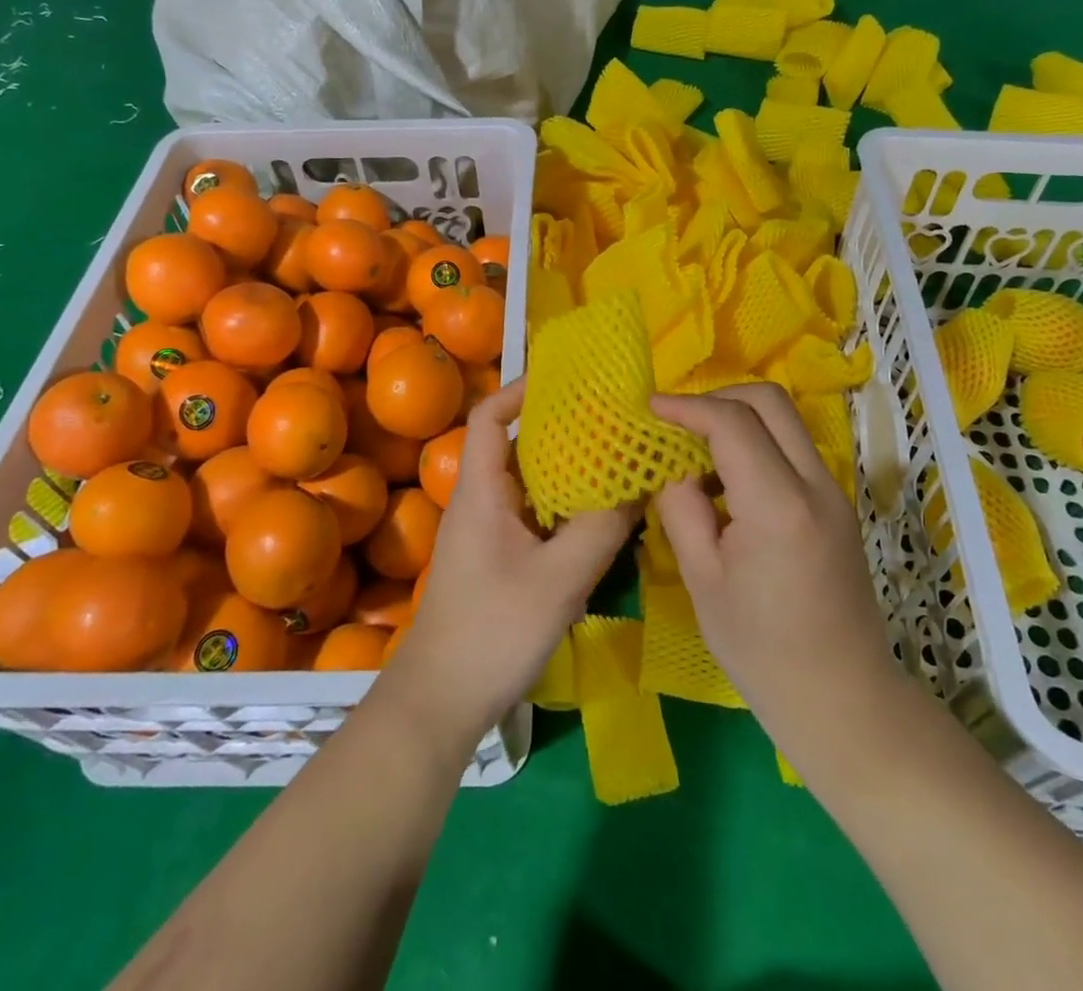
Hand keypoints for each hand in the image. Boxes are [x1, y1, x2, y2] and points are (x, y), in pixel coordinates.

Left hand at [383, 378, 636, 751]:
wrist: (441, 702)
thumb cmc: (492, 631)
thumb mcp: (559, 580)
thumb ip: (602, 529)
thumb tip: (641, 482)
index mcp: (482, 491)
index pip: (490, 417)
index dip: (521, 389)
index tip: (567, 380)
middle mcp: (482, 501)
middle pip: (518, 445)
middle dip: (562, 428)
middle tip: (611, 419)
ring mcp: (489, 532)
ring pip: (530, 483)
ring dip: (568, 470)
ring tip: (616, 459)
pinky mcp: (499, 559)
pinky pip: (535, 515)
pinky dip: (565, 506)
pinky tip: (601, 517)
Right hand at [651, 385, 911, 780]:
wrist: (843, 699)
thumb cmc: (761, 651)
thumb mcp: (702, 580)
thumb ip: (682, 508)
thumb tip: (670, 465)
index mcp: (778, 506)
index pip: (732, 423)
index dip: (686, 406)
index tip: (649, 407)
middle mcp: (815, 484)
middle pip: (769, 401)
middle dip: (716, 398)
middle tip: (676, 423)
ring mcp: (834, 491)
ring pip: (785, 420)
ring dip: (738, 418)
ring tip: (695, 450)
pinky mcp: (837, 503)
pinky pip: (792, 447)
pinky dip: (756, 441)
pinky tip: (726, 478)